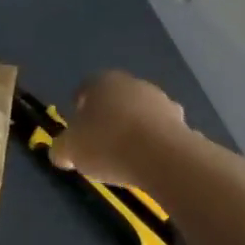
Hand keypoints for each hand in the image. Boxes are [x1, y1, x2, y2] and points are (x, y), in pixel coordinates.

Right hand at [48, 70, 187, 192]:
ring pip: (141, 114)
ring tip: (125, 156)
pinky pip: (161, 132)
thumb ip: (61, 149)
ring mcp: (163, 102)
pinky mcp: (183, 123)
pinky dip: (154, 143)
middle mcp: (134, 84)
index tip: (77, 128)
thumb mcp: (70, 150)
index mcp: (103, 82)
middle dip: (108, 117)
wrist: (163, 158)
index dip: (79, 108)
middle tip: (99, 143)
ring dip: (133, 129)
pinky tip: (147, 162)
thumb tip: (61, 153)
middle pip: (116, 100)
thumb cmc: (107, 144)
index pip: (85, 88)